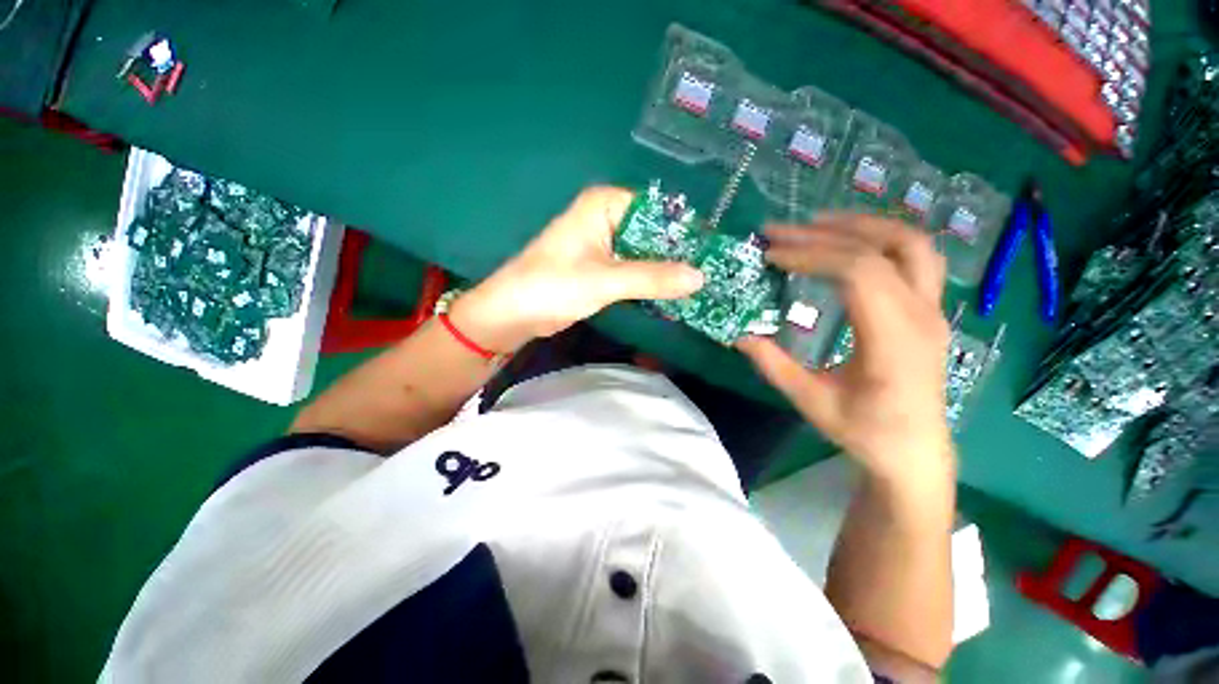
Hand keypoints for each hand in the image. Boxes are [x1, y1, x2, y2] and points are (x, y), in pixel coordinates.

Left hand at [449, 186, 704, 351]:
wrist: (514, 314)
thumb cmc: (552, 286)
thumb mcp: (605, 280)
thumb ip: (652, 278)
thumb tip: (700, 277)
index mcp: (605, 205)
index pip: (659, 210)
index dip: (686, 231)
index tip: (714, 253)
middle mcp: (608, 218)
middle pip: (654, 233)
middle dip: (679, 254)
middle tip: (715, 273)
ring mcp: (605, 245)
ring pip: (646, 254)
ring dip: (667, 271)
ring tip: (703, 285)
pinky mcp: (603, 268)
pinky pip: (635, 270)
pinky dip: (651, 282)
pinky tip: (674, 294)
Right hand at [738, 215, 954, 483]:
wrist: (914, 451)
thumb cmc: (864, 431)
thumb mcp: (811, 402)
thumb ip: (774, 366)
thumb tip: (739, 336)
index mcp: (894, 341)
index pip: (859, 273)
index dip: (812, 255)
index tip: (772, 255)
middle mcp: (922, 315)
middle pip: (883, 249)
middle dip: (827, 233)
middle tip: (782, 231)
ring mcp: (932, 309)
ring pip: (910, 243)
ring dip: (861, 225)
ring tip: (816, 223)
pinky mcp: (928, 309)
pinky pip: (912, 257)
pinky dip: (878, 239)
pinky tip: (847, 243)